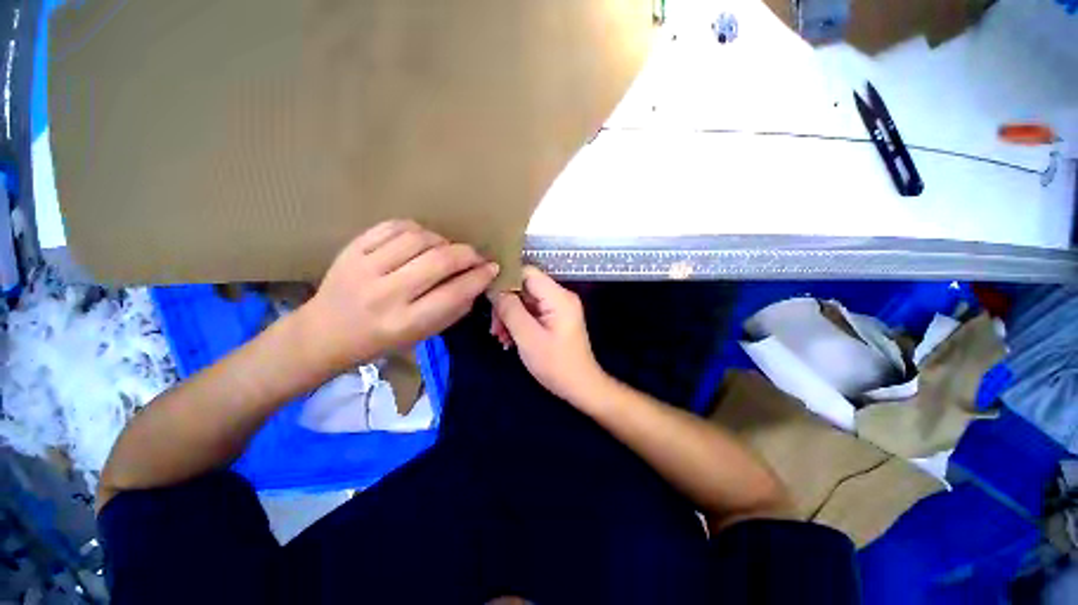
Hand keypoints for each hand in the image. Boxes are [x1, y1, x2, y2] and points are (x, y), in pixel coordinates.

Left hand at [303, 220, 498, 372]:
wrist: (324, 333)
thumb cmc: (380, 340)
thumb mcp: (422, 335)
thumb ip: (453, 310)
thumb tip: (477, 281)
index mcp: (405, 323)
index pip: (455, 292)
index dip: (480, 277)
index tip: (493, 268)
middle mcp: (386, 295)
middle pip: (439, 261)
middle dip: (467, 254)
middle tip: (476, 256)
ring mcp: (364, 269)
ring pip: (418, 239)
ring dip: (442, 241)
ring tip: (446, 249)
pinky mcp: (350, 250)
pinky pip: (392, 226)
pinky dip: (415, 229)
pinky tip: (421, 239)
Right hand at [491, 266, 605, 403]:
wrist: (580, 387)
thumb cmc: (556, 364)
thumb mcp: (528, 337)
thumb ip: (510, 309)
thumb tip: (495, 289)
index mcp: (558, 297)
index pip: (527, 272)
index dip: (505, 279)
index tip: (487, 295)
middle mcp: (560, 297)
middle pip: (524, 287)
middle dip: (506, 304)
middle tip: (494, 327)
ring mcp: (558, 308)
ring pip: (525, 301)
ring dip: (510, 316)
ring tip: (500, 337)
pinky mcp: (555, 318)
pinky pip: (532, 312)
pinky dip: (519, 323)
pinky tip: (510, 340)